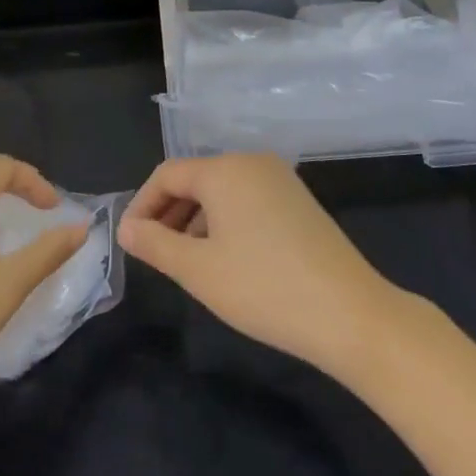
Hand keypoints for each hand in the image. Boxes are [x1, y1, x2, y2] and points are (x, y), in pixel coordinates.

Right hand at [117, 153, 399, 377]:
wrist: (349, 312)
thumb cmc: (263, 287)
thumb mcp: (198, 269)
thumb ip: (155, 243)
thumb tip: (127, 228)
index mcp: (225, 169)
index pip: (167, 174)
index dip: (142, 206)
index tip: (130, 243)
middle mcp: (252, 162)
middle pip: (195, 179)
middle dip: (168, 213)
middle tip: (154, 255)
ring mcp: (280, 180)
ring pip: (222, 192)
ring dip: (195, 220)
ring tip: (187, 263)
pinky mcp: (299, 201)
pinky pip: (247, 201)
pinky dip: (225, 222)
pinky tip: (226, 259)